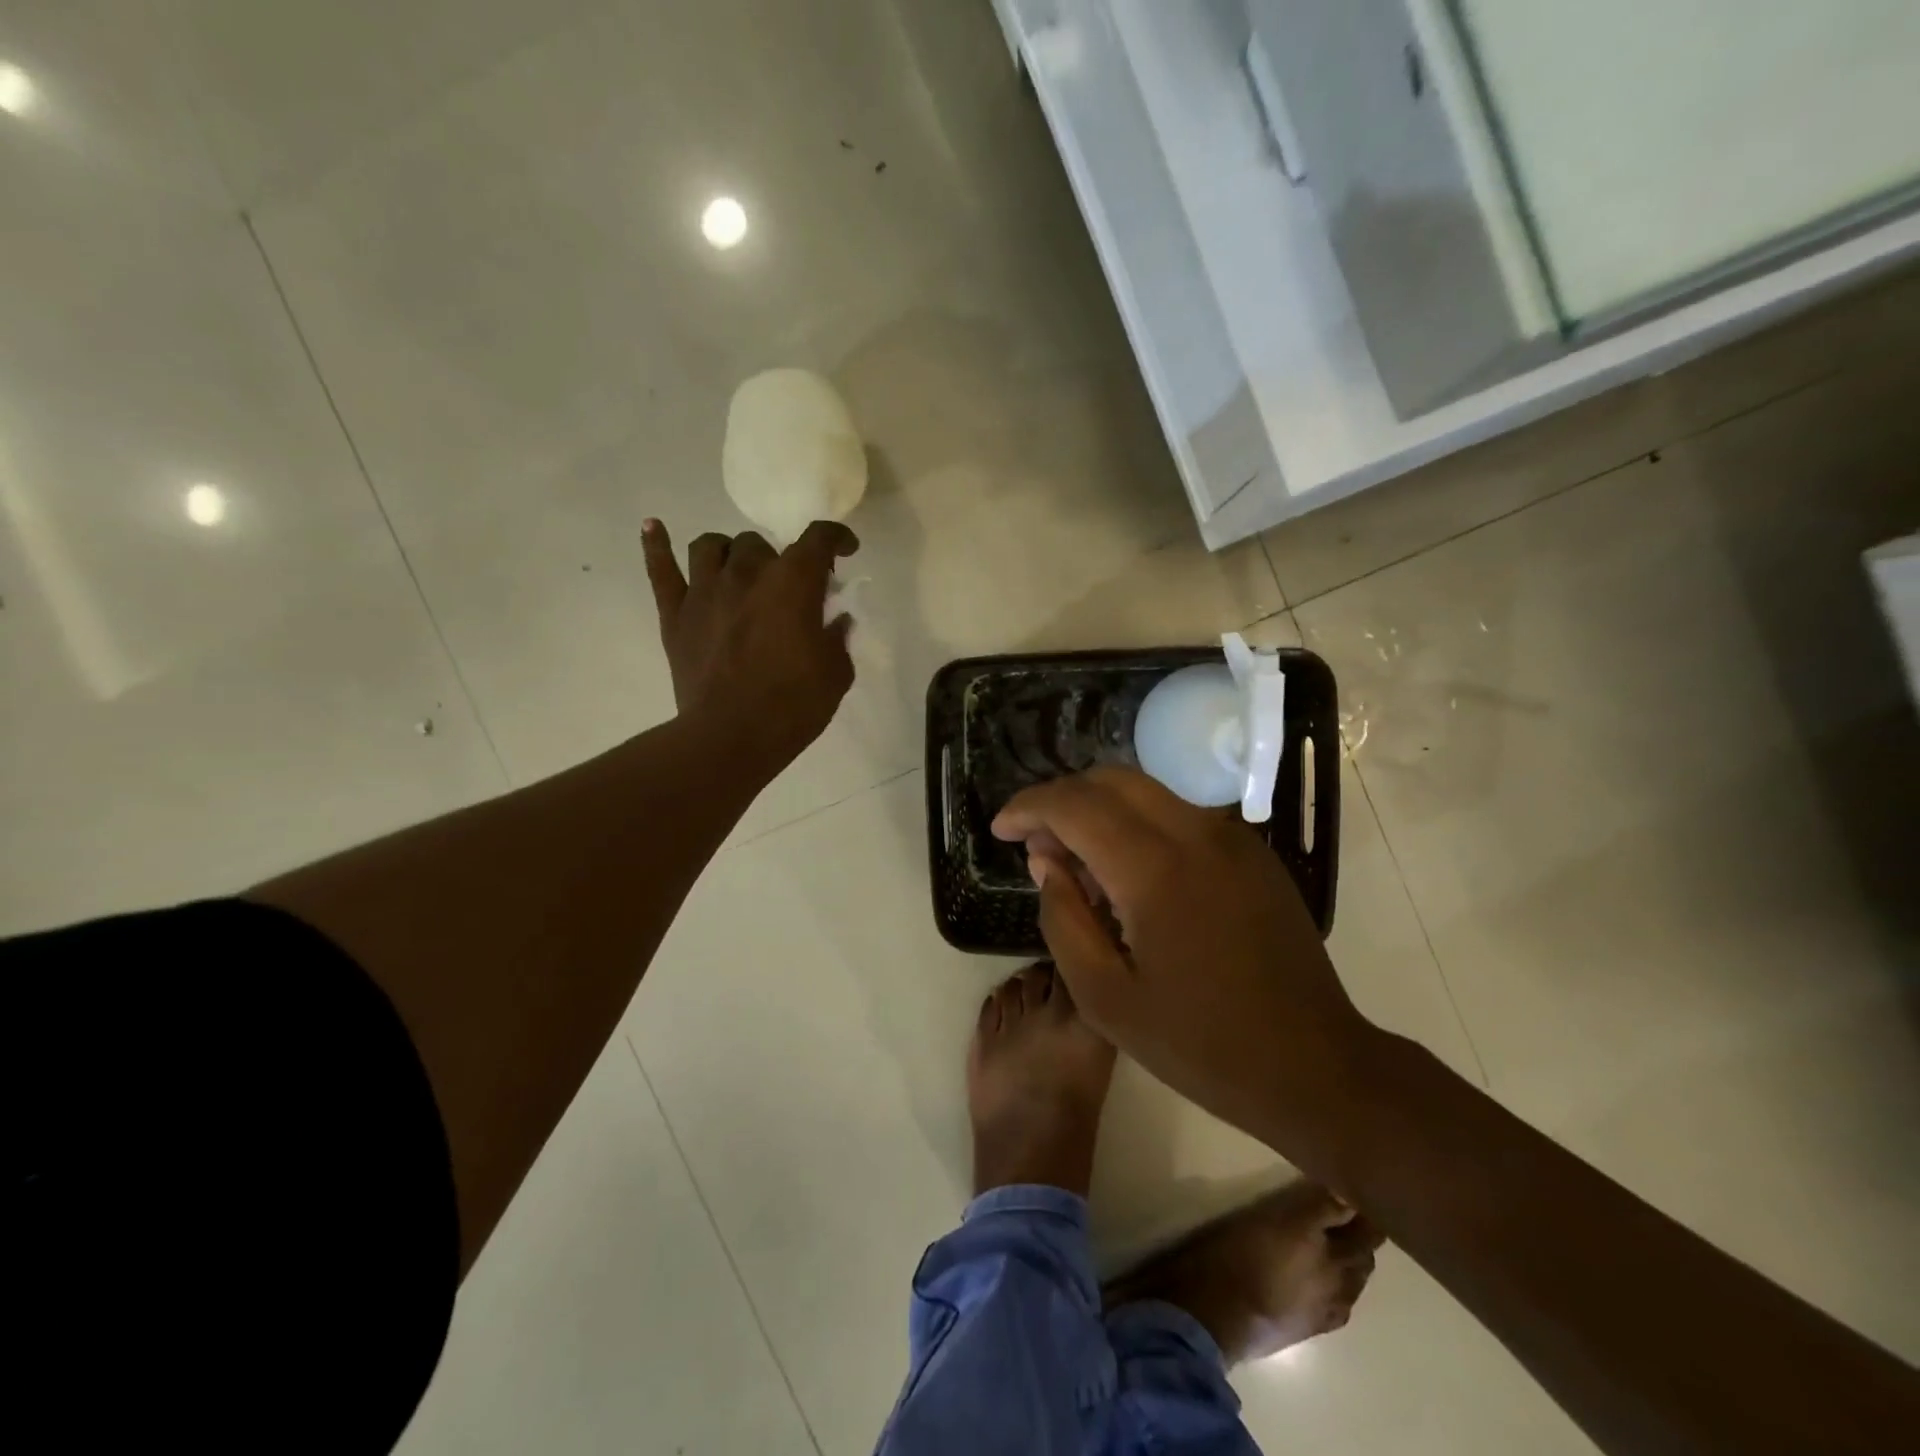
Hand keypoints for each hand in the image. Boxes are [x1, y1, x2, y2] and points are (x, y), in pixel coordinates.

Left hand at [642, 518, 858, 774]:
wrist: (731, 737)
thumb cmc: (793, 706)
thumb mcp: (836, 674)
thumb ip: (837, 638)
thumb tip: (835, 620)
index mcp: (793, 583)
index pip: (818, 539)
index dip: (836, 538)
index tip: (845, 550)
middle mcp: (747, 573)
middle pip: (759, 544)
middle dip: (777, 561)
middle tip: (785, 590)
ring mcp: (705, 590)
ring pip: (712, 546)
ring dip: (729, 553)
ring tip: (737, 571)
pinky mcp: (674, 614)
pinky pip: (660, 568)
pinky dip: (656, 544)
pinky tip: (654, 527)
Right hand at [992, 767, 1379, 1157]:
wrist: (1313, 1065)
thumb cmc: (1199, 1044)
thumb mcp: (1104, 997)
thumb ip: (1063, 917)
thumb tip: (1046, 859)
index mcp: (1155, 869)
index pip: (1075, 804)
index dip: (1028, 807)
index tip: (1001, 830)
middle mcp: (1196, 833)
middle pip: (1110, 779)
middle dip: (1061, 799)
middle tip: (1035, 841)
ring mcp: (1231, 838)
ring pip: (1146, 790)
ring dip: (1099, 808)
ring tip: (1077, 859)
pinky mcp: (1252, 852)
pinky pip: (1179, 814)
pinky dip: (1138, 823)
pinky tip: (1128, 871)